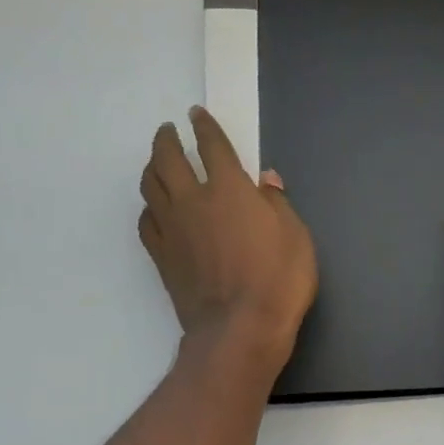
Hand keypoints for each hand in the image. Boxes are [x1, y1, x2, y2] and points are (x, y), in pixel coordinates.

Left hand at [139, 107, 317, 372]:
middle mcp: (193, 200)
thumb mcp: (297, 238)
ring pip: (150, 186)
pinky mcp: (162, 256)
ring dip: (151, 168)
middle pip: (168, 158)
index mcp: (230, 189)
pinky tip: (154, 210)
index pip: (212, 147)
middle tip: (168, 132)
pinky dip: (149, 208)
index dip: (204, 128)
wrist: (240, 328)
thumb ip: (278, 205)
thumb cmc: (279, 281)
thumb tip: (265, 181)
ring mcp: (173, 228)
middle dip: (167, 140)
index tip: (197, 116)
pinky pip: (147, 221)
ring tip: (156, 163)